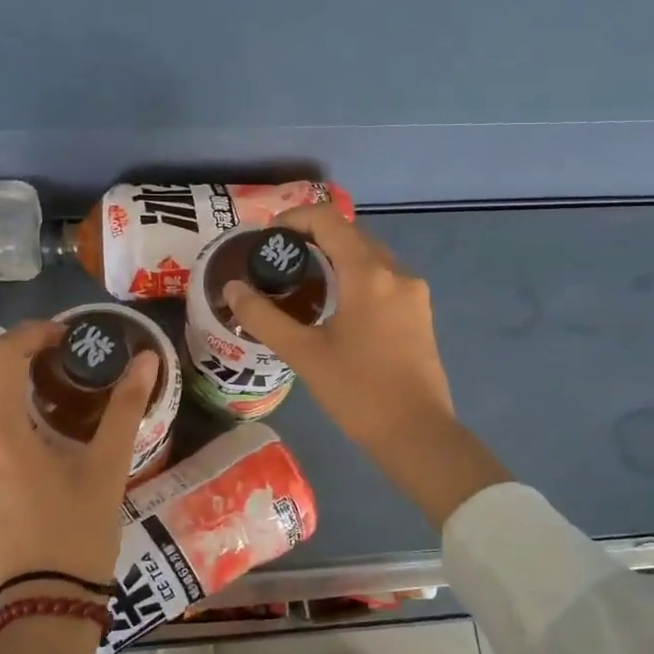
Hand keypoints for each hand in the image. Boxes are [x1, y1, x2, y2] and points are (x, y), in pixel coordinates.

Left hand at [0, 321, 158, 600]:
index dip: (31, 334)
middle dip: (8, 355)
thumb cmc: (79, 534)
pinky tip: (25, 444)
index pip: (2, 358)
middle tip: (49, 356)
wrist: (45, 611)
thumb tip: (146, 359)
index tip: (63, 335)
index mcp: (0, 437)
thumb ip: (125, 407)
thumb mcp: (108, 468)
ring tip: (40, 397)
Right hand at [225, 205, 508, 524]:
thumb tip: (232, 287)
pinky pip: (383, 279)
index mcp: (368, 274)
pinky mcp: (420, 313)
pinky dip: (356, 277)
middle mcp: (396, 272)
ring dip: (336, 258)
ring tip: (302, 282)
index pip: (328, 220)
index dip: (294, 219)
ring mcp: (414, 293)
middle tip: (278, 261)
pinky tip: (336, 306)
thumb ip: (263, 316)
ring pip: (369, 256)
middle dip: (313, 238)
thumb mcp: (303, 353)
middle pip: (350, 235)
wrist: (417, 434)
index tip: (267, 237)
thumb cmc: (357, 392)